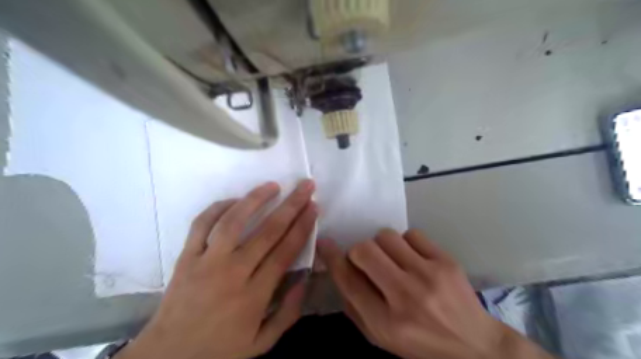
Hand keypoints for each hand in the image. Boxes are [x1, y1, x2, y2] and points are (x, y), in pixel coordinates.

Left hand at [117, 181, 316, 358]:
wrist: (167, 355)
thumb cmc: (219, 348)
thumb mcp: (262, 342)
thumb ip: (288, 313)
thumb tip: (305, 279)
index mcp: (254, 295)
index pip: (285, 251)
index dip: (303, 227)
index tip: (314, 208)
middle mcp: (232, 273)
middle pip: (268, 232)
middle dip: (291, 206)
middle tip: (305, 186)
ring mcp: (206, 262)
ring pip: (233, 222)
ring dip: (255, 199)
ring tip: (273, 185)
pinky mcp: (185, 256)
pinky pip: (201, 224)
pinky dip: (218, 208)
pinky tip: (235, 200)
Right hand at [318, 230, 553, 358]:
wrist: (475, 346)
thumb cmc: (421, 344)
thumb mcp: (381, 338)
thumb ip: (355, 306)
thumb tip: (340, 269)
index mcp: (386, 323)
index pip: (349, 281)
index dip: (332, 258)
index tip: (325, 243)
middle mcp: (405, 296)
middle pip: (364, 251)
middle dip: (359, 252)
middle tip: (368, 261)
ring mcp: (428, 275)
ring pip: (386, 236)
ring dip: (382, 246)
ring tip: (393, 260)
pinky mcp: (446, 261)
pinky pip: (411, 234)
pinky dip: (405, 243)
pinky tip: (413, 258)